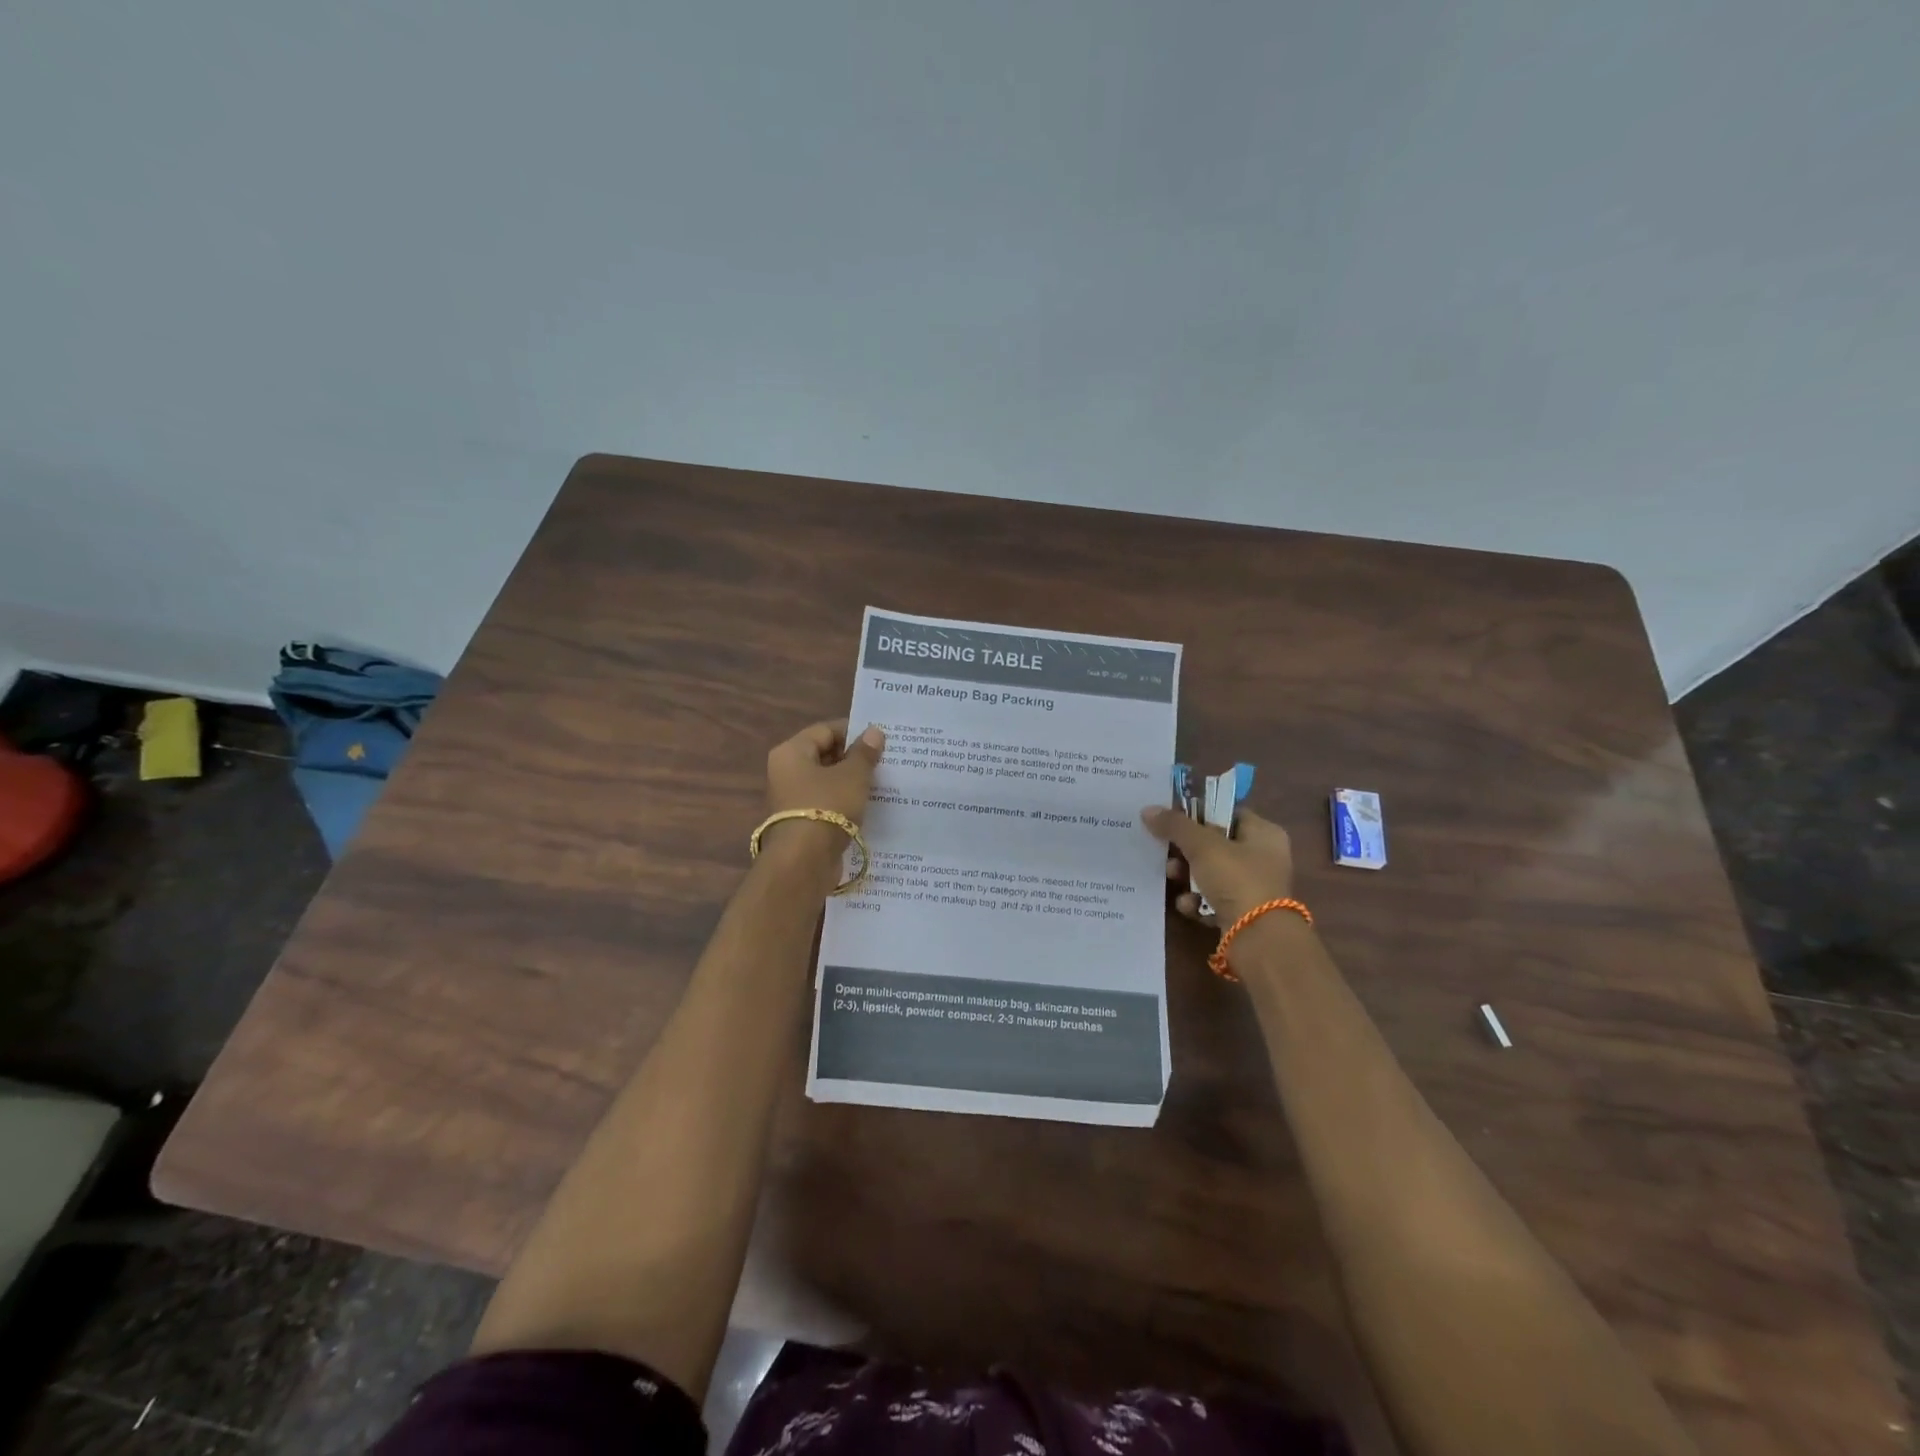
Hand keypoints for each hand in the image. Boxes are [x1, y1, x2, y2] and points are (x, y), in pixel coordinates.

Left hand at [765, 718, 885, 827]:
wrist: (805, 862)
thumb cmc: (827, 807)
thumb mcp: (853, 776)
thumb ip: (864, 753)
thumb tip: (874, 732)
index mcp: (791, 752)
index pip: (825, 730)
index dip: (853, 731)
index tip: (879, 738)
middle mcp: (786, 772)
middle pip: (824, 755)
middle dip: (853, 756)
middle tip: (884, 759)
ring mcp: (792, 799)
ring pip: (826, 780)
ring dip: (851, 780)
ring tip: (881, 780)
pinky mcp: (801, 822)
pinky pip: (826, 802)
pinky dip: (844, 800)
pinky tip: (868, 803)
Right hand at [1141, 803, 1293, 926]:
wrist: (1258, 939)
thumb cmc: (1237, 879)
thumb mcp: (1202, 846)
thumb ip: (1175, 825)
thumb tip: (1148, 810)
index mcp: (1264, 833)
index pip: (1227, 812)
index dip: (1198, 813)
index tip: (1171, 820)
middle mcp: (1262, 857)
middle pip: (1214, 844)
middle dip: (1186, 851)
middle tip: (1167, 854)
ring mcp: (1253, 887)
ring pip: (1210, 873)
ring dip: (1187, 876)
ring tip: (1173, 879)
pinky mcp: (1242, 913)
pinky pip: (1212, 899)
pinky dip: (1197, 901)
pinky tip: (1188, 906)